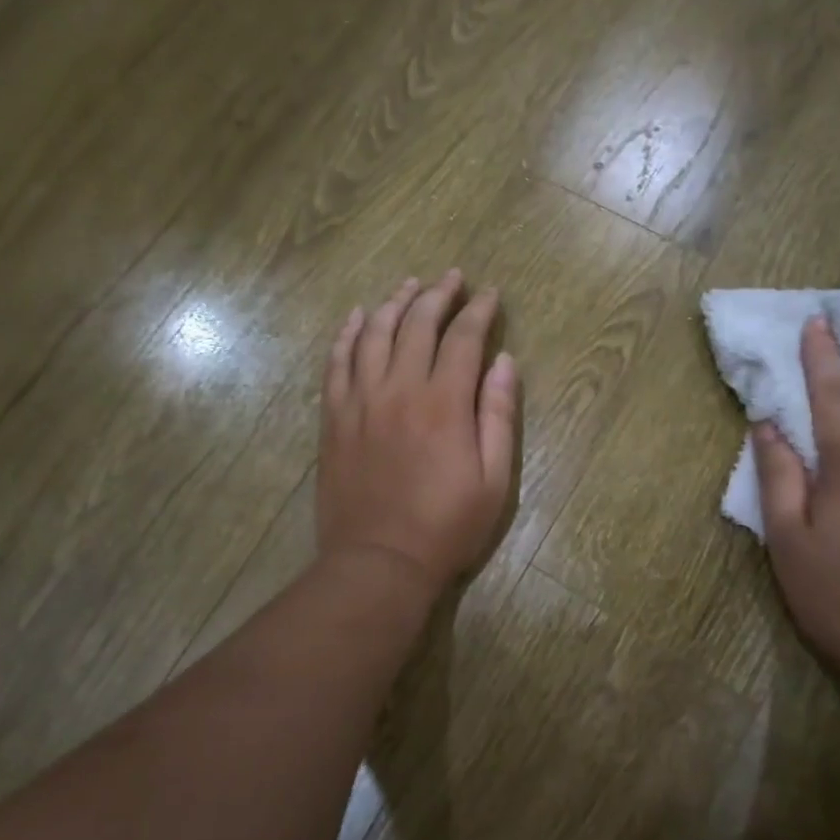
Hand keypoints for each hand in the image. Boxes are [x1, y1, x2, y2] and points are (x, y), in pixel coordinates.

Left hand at [317, 272, 519, 591]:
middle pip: (417, 324)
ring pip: (375, 333)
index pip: (464, 338)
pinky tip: (357, 316)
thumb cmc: (445, 527)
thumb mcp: (493, 480)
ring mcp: (360, 400)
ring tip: (409, 284)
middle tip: (452, 278)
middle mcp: (400, 388)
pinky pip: (337, 361)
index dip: (479, 311)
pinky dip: (348, 333)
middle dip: (438, 295)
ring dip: (394, 302)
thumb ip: (498, 416)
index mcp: (444, 403)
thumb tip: (505, 363)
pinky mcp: (334, 416)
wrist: (378, 561)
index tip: (490, 294)